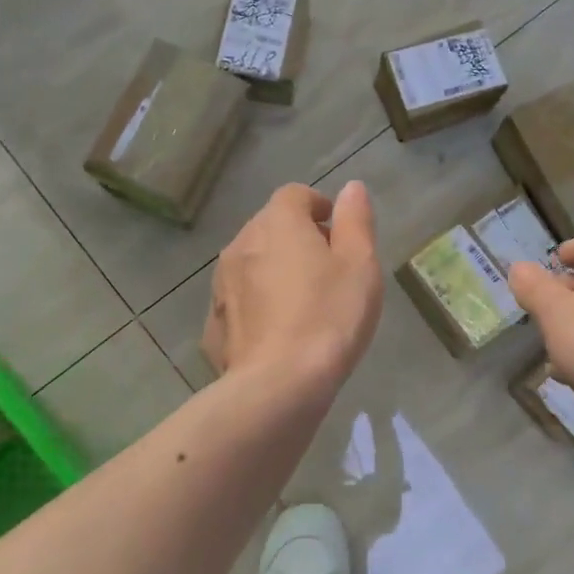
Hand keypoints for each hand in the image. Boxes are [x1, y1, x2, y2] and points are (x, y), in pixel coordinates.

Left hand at [203, 181, 382, 391]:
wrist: (279, 384)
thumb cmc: (329, 316)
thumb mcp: (360, 264)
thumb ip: (356, 221)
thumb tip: (351, 189)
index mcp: (278, 223)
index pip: (294, 195)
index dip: (318, 207)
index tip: (337, 232)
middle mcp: (241, 244)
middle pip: (270, 227)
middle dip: (296, 238)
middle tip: (327, 269)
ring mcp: (221, 285)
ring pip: (251, 264)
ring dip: (274, 271)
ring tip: (303, 303)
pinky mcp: (214, 324)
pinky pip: (239, 301)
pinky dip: (257, 305)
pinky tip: (278, 333)